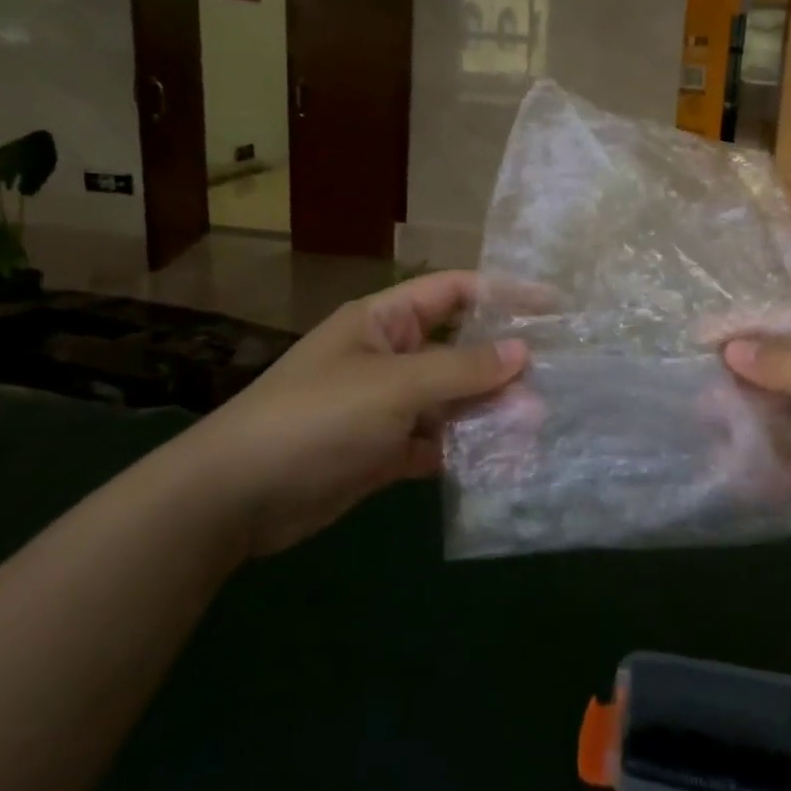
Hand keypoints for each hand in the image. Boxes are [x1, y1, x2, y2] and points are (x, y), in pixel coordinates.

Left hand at [167, 271, 526, 555]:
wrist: (236, 498)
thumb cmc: (316, 419)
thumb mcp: (394, 386)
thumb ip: (461, 370)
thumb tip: (523, 352)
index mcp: (385, 321)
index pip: (455, 292)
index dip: (504, 293)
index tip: (553, 307)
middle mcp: (390, 356)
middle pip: (459, 349)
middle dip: (503, 365)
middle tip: (554, 383)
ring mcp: (387, 406)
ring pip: (452, 400)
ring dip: (489, 412)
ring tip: (536, 428)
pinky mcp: (384, 451)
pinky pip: (436, 442)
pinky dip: (465, 451)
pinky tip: (502, 463)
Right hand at [715, 309, 790, 594]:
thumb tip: (730, 348)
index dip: (745, 331)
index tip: (696, 341)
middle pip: (781, 376)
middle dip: (742, 388)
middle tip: (700, 404)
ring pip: (782, 423)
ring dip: (750, 431)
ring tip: (715, 442)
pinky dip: (767, 471)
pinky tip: (738, 477)